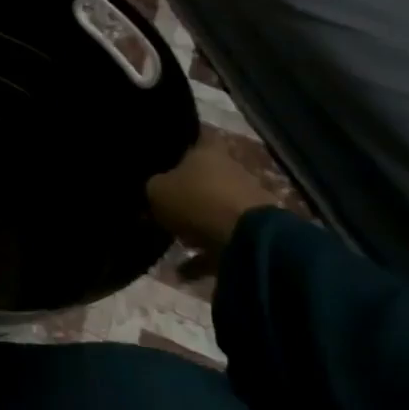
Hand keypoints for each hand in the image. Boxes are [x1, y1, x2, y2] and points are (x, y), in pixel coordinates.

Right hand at [144, 138, 274, 256]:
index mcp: (209, 151)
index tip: (161, 157)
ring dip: (197, 224)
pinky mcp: (256, 231)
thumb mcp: (156, 191)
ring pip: (215, 208)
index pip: (194, 138)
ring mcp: (247, 200)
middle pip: (205, 176)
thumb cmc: (197, 201)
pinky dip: (206, 254)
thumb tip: (152, 189)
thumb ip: (152, 187)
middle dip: (186, 190)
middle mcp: (231, 169)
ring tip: (174, 242)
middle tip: (162, 204)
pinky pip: (223, 240)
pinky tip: (185, 271)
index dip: (178, 145)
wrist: (247, 240)